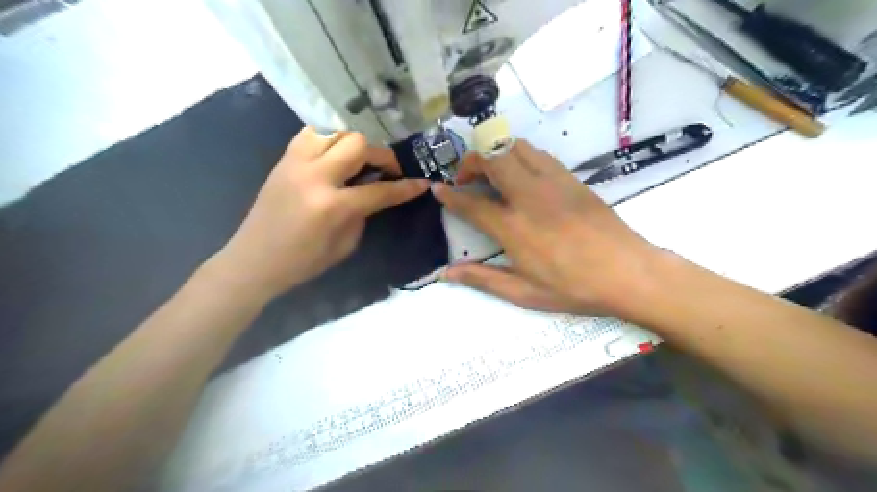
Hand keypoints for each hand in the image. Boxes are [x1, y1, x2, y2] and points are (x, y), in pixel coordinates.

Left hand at [211, 128, 430, 300]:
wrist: (253, 260)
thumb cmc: (302, 262)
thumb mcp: (344, 246)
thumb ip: (363, 214)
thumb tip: (375, 192)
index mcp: (332, 206)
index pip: (379, 190)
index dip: (405, 187)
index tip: (422, 183)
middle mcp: (314, 176)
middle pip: (358, 144)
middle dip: (381, 155)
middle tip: (387, 169)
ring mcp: (295, 163)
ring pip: (335, 131)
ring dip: (355, 143)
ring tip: (360, 161)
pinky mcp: (283, 159)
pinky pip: (313, 134)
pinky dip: (331, 139)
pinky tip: (336, 155)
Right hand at [429, 141, 660, 317]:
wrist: (628, 272)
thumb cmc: (574, 288)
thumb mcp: (524, 293)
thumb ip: (482, 279)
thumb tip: (446, 274)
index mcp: (514, 228)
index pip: (471, 203)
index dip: (450, 195)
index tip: (437, 189)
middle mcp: (529, 196)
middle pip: (491, 158)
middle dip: (470, 161)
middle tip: (466, 179)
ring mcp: (553, 182)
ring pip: (515, 147)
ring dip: (495, 154)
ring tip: (491, 173)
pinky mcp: (571, 178)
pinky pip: (538, 155)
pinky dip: (520, 156)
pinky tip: (521, 176)